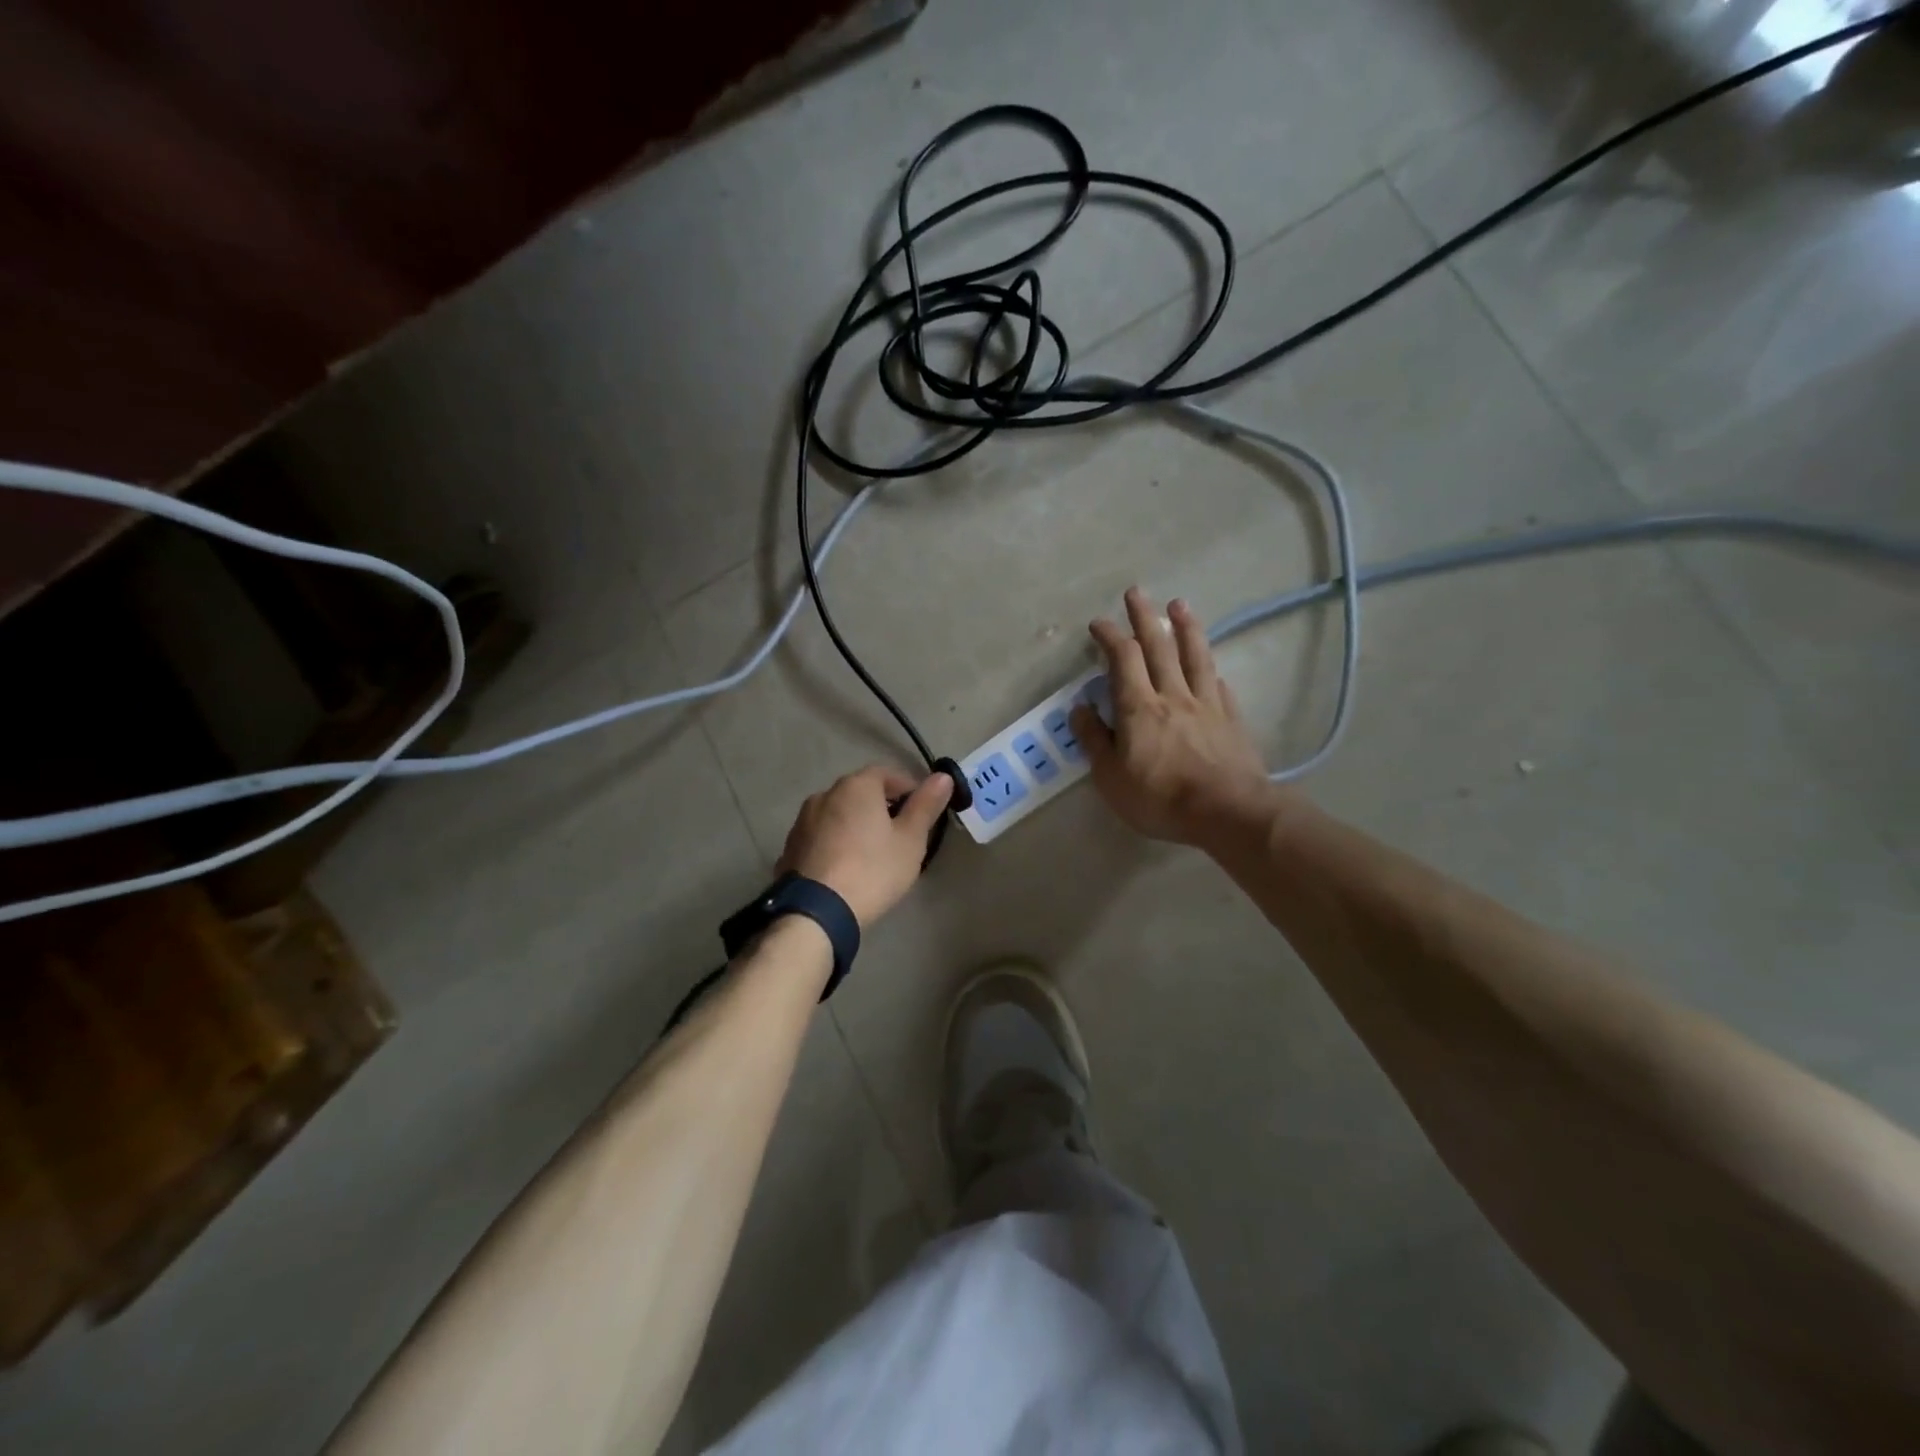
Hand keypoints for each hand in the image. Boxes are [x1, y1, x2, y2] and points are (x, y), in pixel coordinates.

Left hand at [778, 766, 953, 925]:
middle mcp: (825, 794)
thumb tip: (943, 776)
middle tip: (901, 835)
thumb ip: (926, 805)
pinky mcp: (790, 847)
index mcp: (856, 786)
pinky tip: (845, 867)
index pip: (888, 774)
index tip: (922, 812)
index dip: (908, 789)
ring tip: (872, 853)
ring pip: (839, 814)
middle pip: (860, 793)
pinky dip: (836, 843)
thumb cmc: (872, 870)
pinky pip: (821, 836)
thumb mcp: (910, 840)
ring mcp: (802, 821)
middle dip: (882, 807)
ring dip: (856, 825)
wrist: (816, 912)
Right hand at [1070, 588, 1276, 846]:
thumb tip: (1080, 708)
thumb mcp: (1111, 777)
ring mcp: (1206, 705)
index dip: (1109, 635)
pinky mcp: (1231, 720)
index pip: (1122, 658)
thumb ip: (1094, 740)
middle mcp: (1173, 695)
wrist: (1228, 811)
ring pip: (1195, 657)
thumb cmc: (1160, 798)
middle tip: (1136, 592)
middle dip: (1144, 617)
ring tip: (1180, 604)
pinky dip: (1211, 671)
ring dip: (1186, 628)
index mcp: (1139, 707)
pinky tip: (1212, 667)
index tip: (1098, 622)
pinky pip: (1219, 687)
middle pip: (1159, 646)